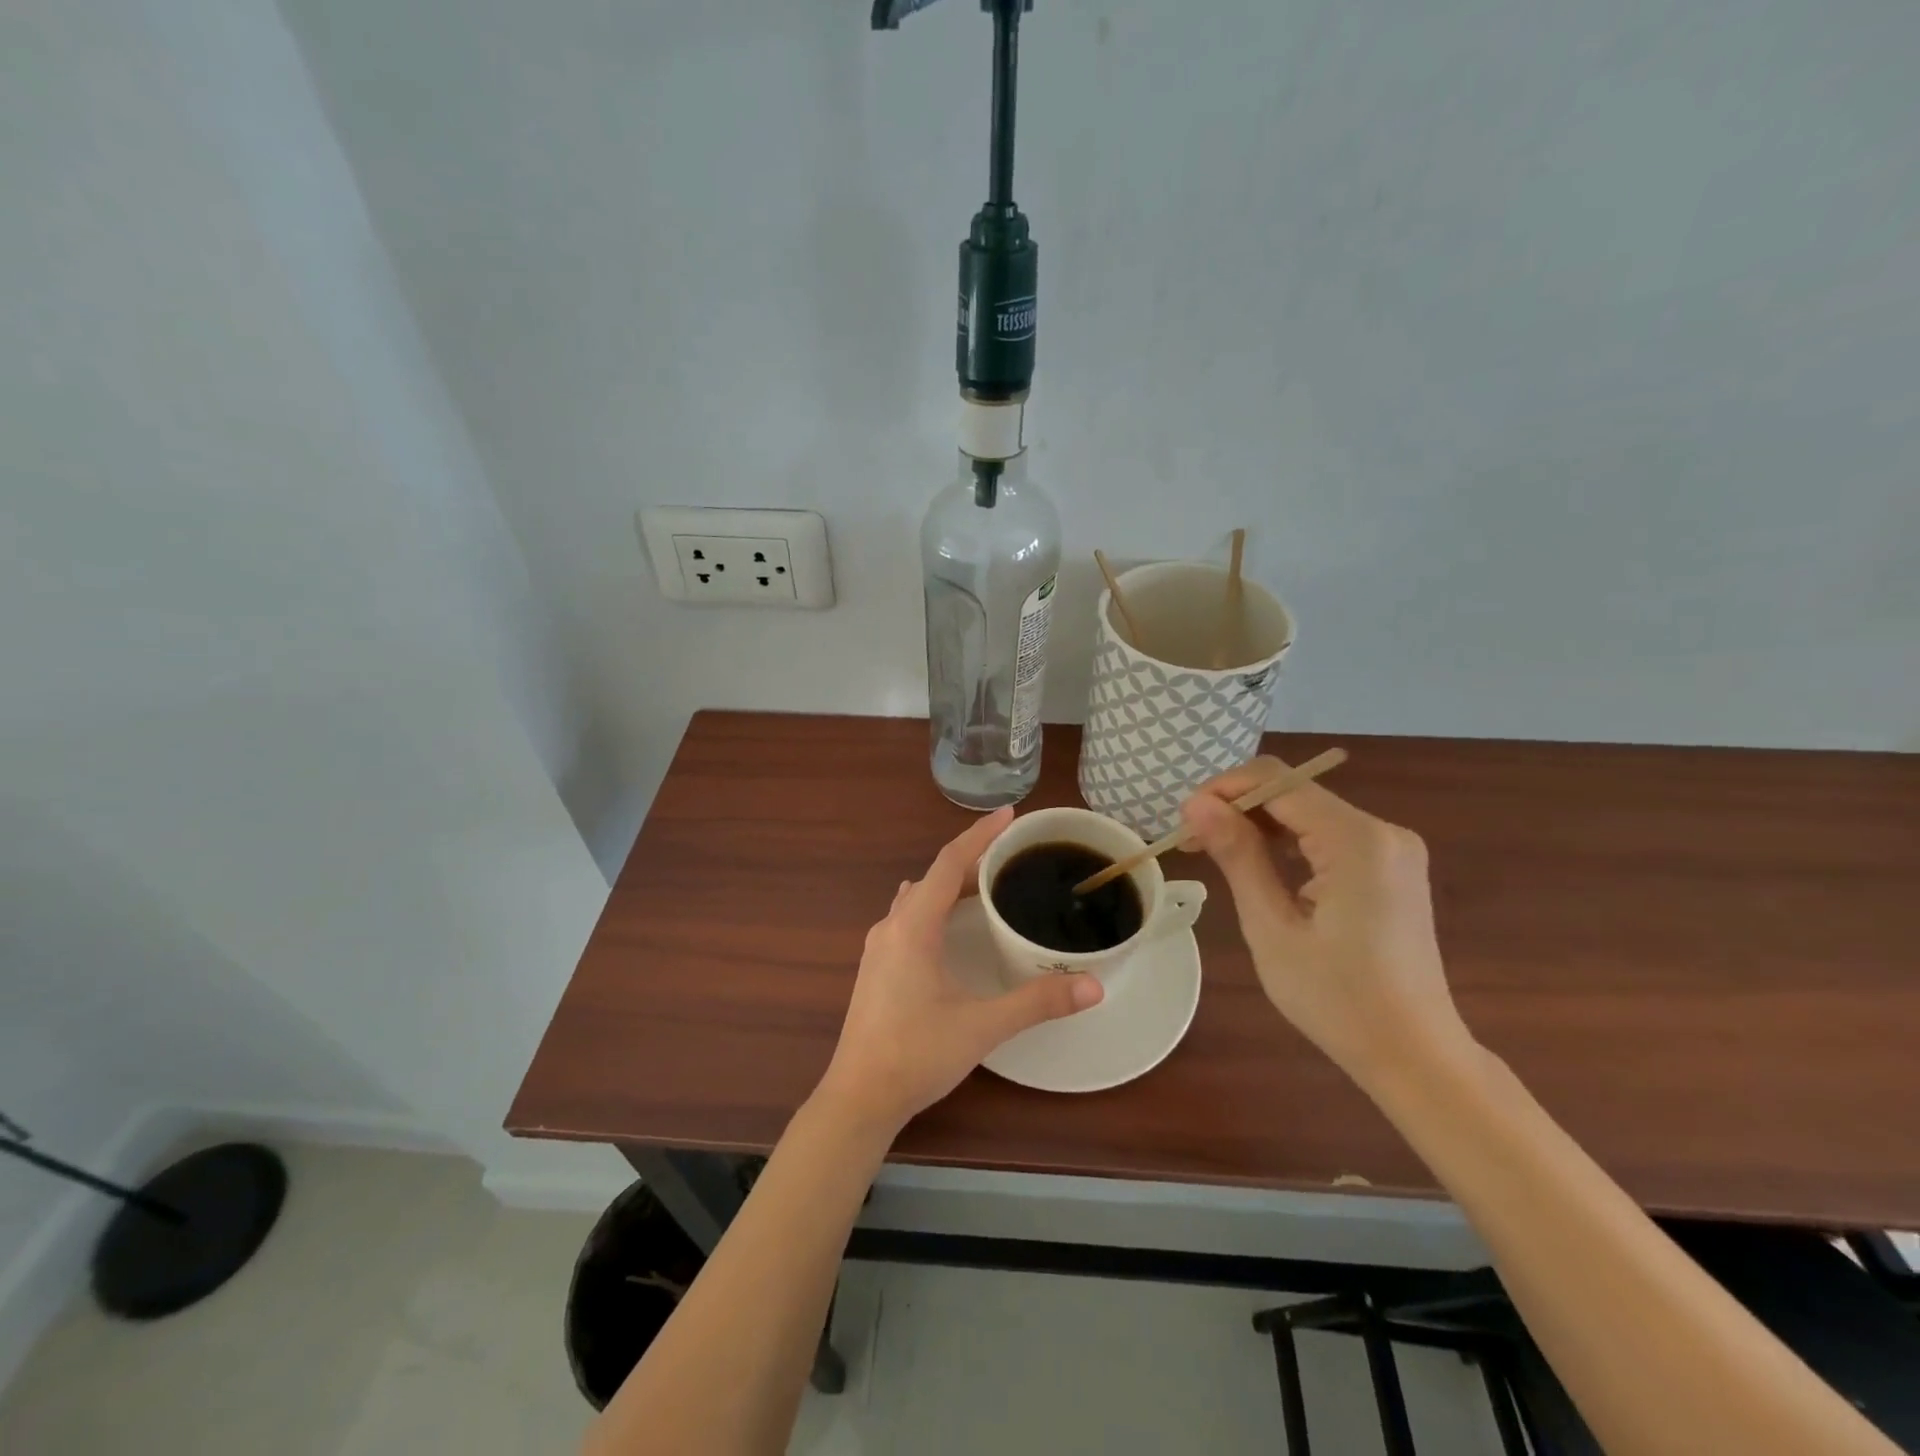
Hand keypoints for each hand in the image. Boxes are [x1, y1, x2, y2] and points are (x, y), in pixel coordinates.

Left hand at [817, 807, 1103, 1132]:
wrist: (858, 1097)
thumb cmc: (916, 1054)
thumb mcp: (982, 1026)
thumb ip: (1037, 1002)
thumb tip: (1093, 986)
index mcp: (913, 926)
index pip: (949, 862)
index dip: (980, 835)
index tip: (1010, 814)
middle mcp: (891, 926)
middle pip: (933, 877)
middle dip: (971, 859)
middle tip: (1011, 855)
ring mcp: (879, 947)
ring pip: (917, 897)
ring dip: (950, 884)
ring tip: (987, 884)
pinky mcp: (876, 967)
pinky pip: (909, 917)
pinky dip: (935, 906)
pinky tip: (952, 926)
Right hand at [1180, 761, 1472, 1084]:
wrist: (1414, 1055)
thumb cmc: (1337, 999)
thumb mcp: (1272, 927)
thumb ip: (1237, 855)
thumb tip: (1197, 804)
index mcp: (1357, 840)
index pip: (1276, 781)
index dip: (1223, 790)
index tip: (1183, 822)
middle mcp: (1383, 830)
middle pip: (1293, 791)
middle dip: (1237, 808)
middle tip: (1192, 843)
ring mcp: (1392, 847)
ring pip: (1308, 810)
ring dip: (1258, 824)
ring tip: (1215, 853)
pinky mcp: (1391, 865)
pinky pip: (1328, 833)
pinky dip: (1288, 840)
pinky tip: (1260, 864)